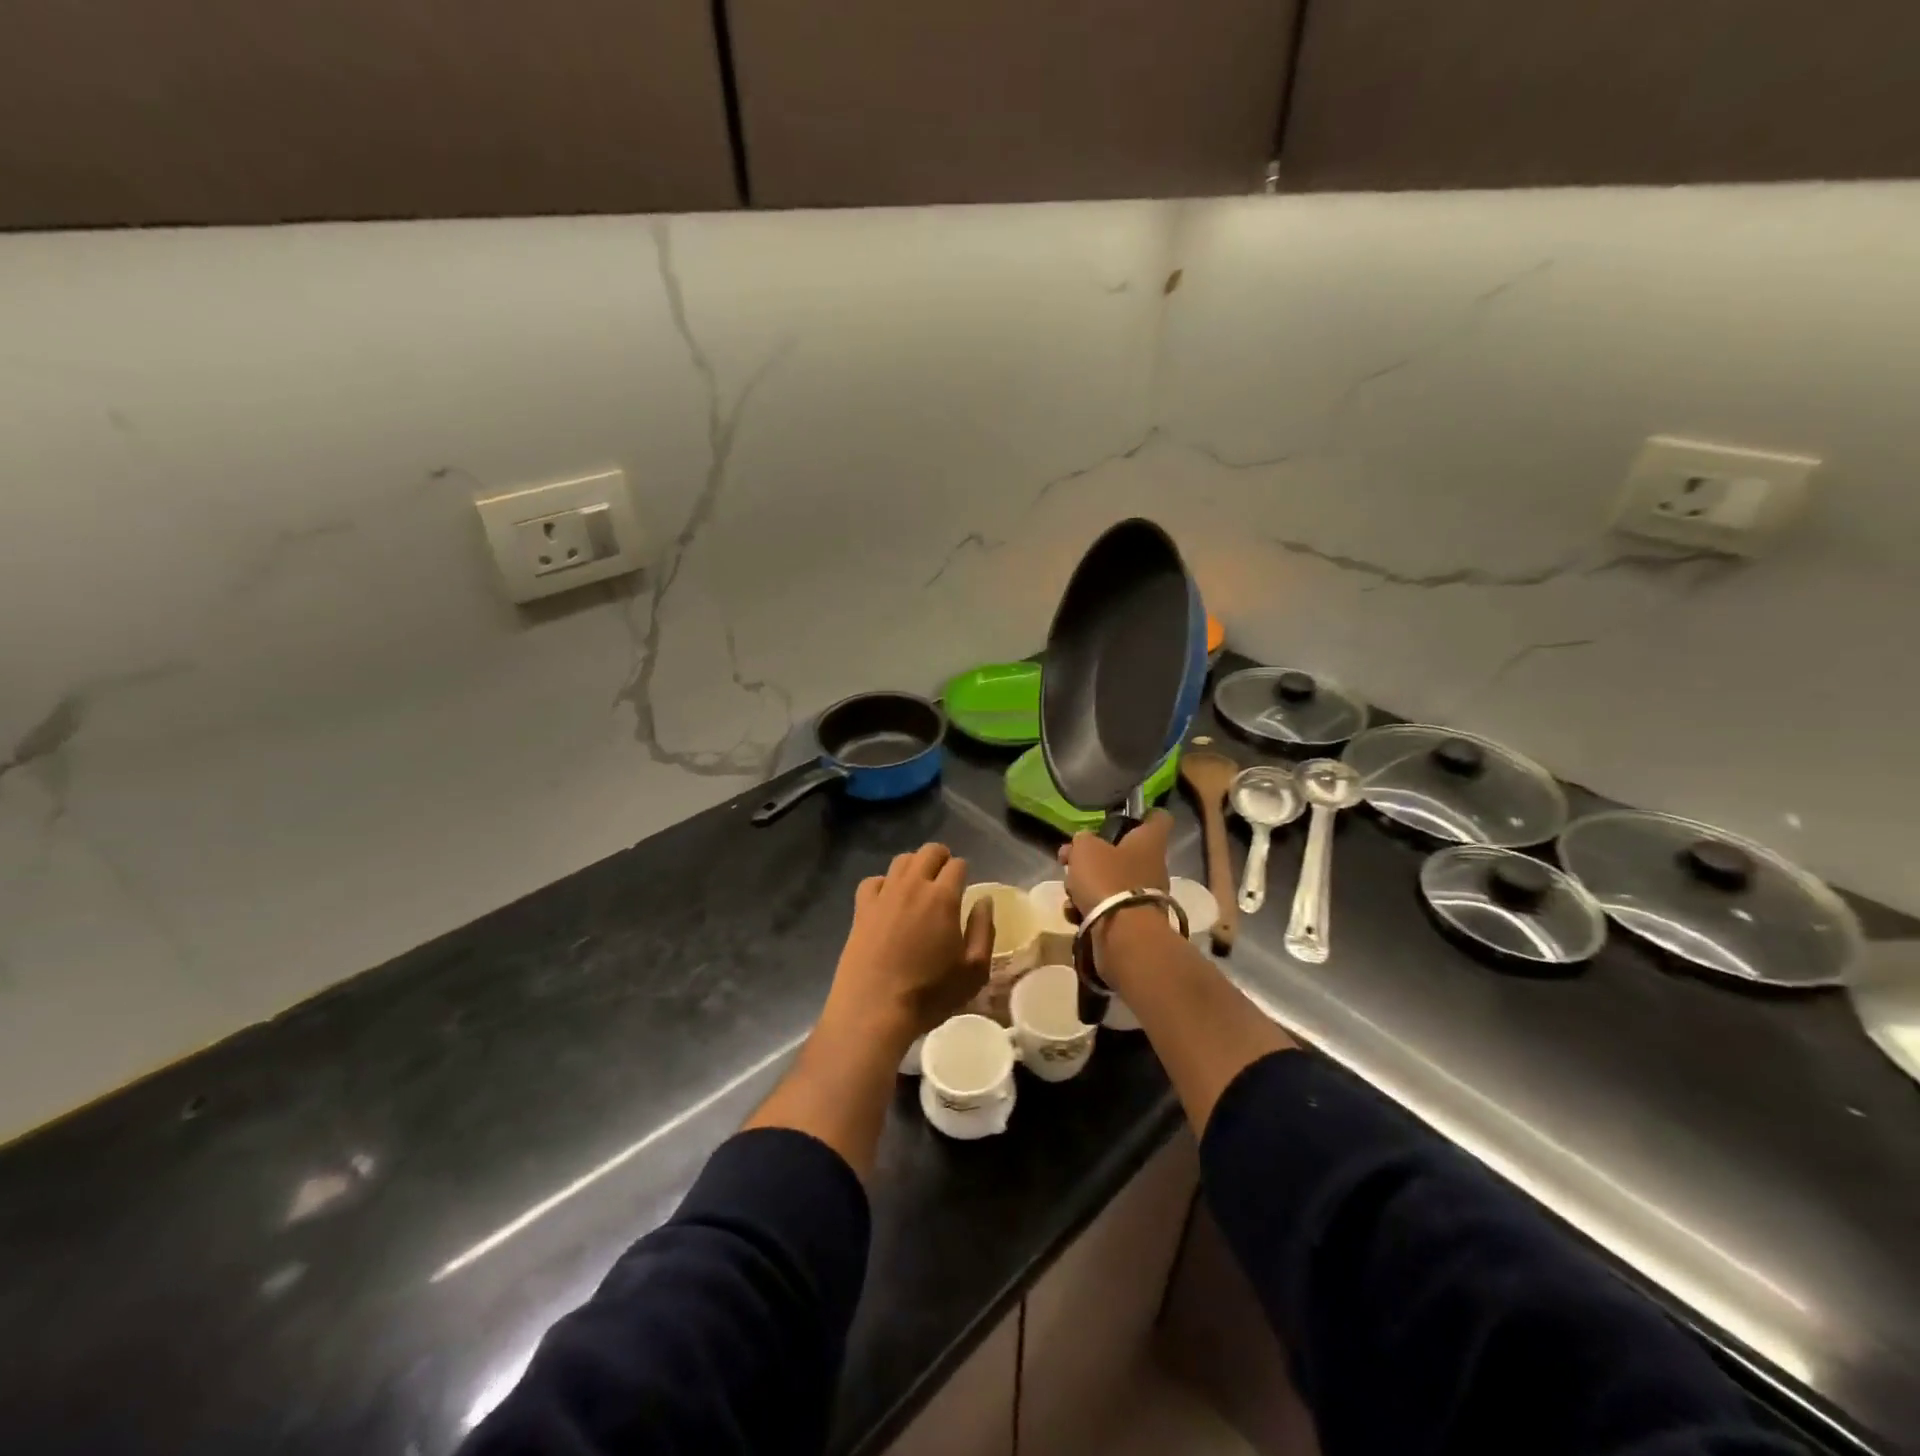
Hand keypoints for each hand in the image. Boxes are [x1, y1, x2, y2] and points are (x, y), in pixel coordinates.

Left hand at [823, 843, 994, 1045]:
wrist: (874, 1010)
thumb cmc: (930, 994)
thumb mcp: (973, 971)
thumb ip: (983, 930)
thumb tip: (984, 900)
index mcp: (943, 898)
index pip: (957, 865)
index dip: (964, 871)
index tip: (965, 886)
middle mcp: (912, 886)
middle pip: (929, 852)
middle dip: (941, 858)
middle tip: (945, 878)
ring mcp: (883, 895)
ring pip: (901, 861)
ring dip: (915, 865)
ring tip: (919, 884)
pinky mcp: (861, 909)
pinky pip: (873, 881)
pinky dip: (884, 883)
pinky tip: (888, 900)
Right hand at [1057, 810, 1172, 916]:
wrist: (1121, 934)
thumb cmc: (1107, 879)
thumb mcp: (1085, 849)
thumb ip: (1083, 840)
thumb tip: (1083, 843)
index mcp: (1149, 842)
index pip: (1158, 818)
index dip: (1143, 814)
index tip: (1123, 816)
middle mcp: (1153, 866)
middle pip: (1124, 853)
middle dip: (1094, 857)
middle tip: (1069, 859)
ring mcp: (1145, 896)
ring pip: (1111, 881)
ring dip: (1086, 886)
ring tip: (1069, 893)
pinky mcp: (1134, 921)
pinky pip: (1108, 907)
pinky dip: (1089, 909)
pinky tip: (1074, 914)